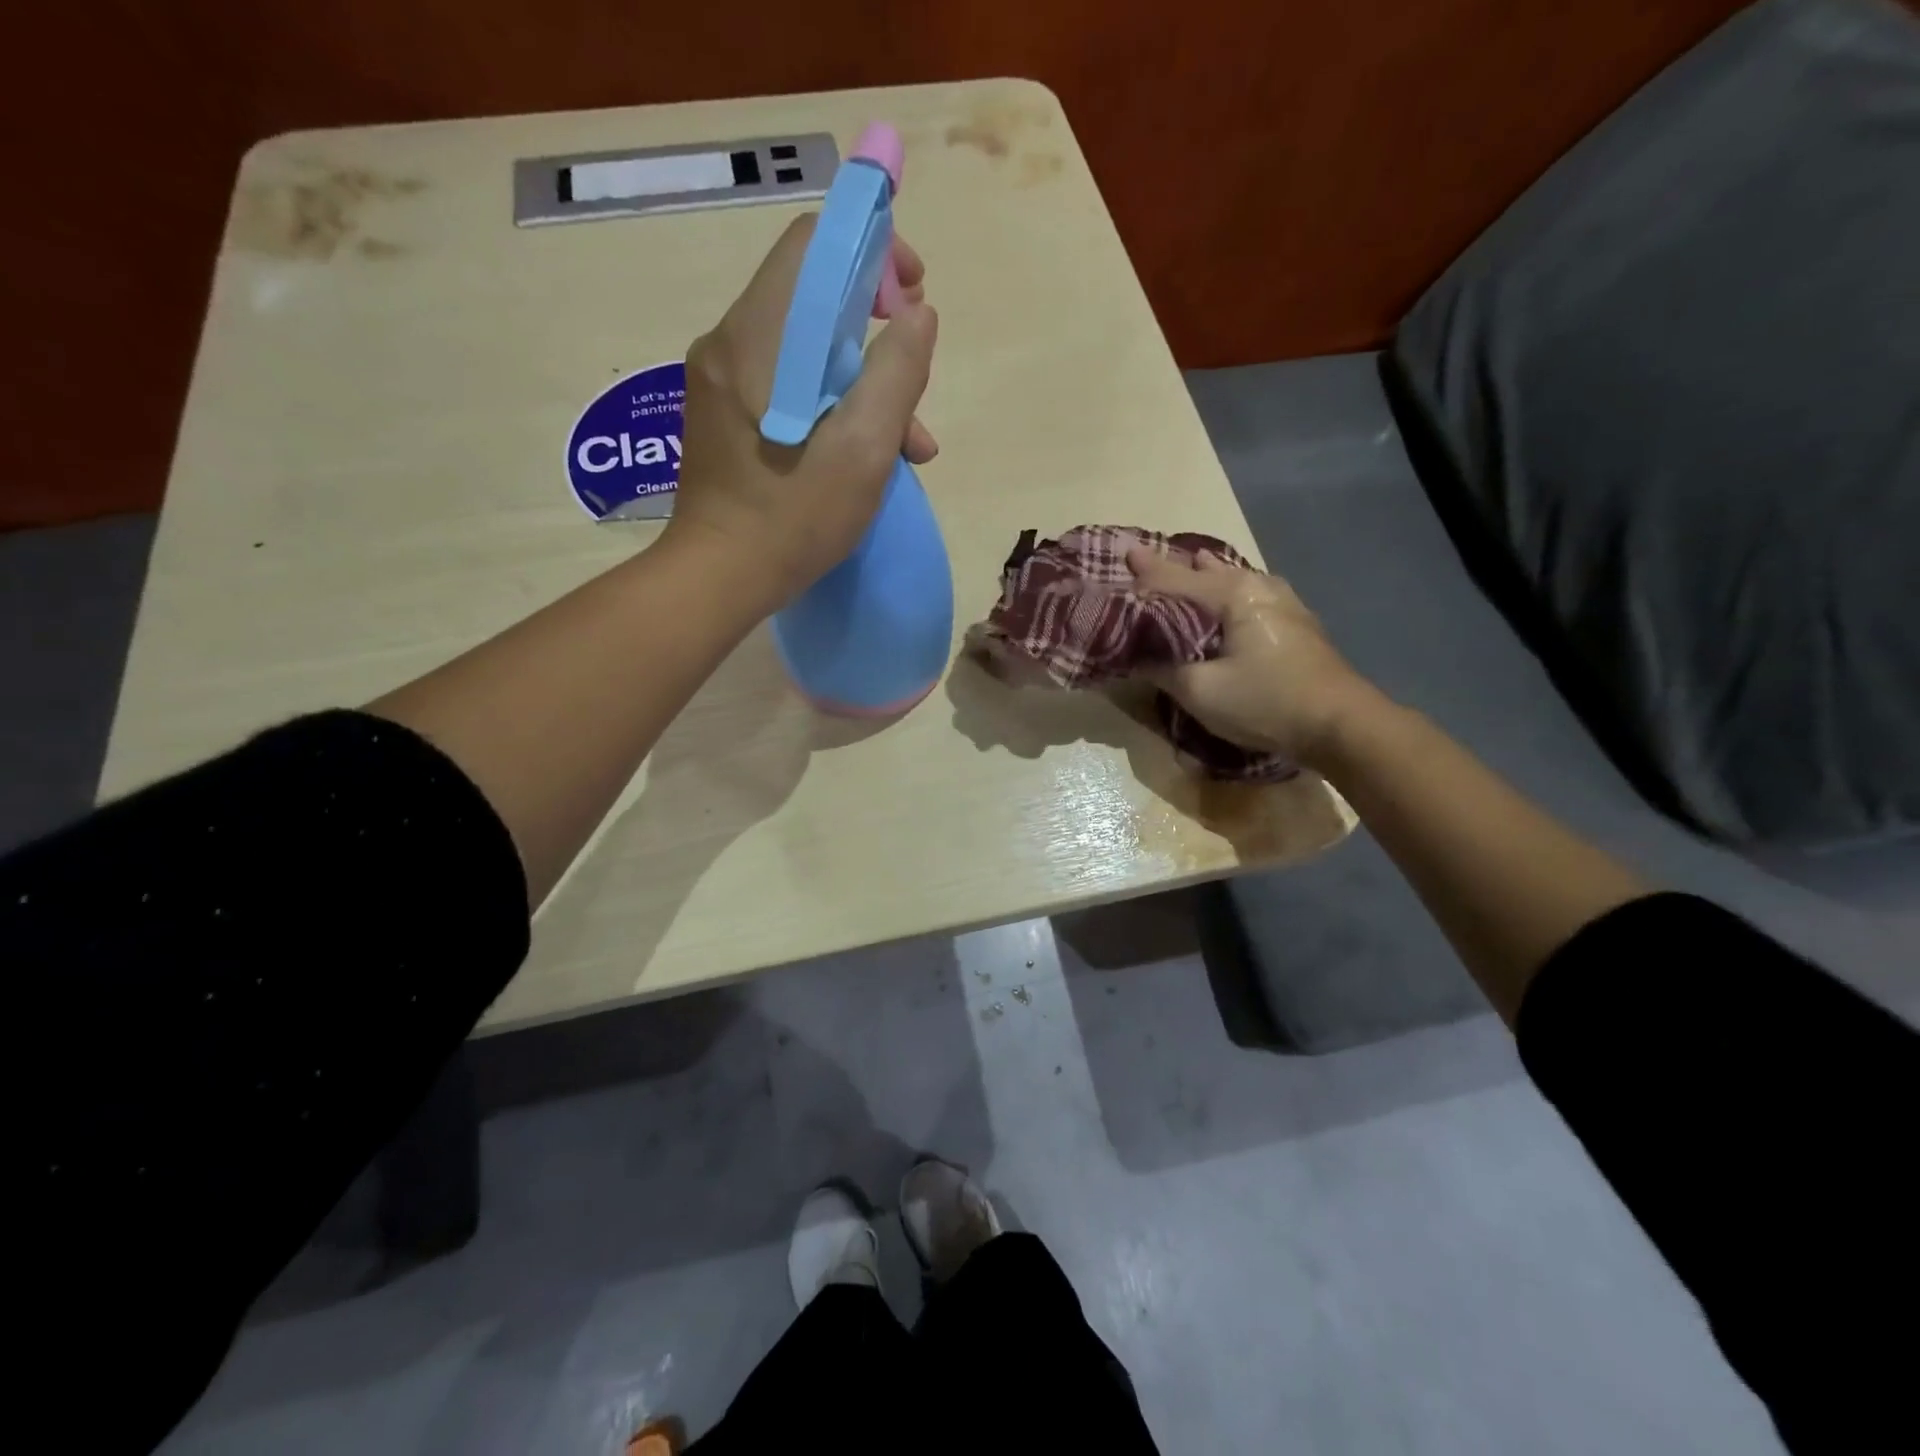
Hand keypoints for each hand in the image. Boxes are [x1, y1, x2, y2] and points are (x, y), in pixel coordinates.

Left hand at [664, 215, 939, 609]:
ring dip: (862, 384)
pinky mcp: (723, 413)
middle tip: (915, 392)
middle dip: (877, 338)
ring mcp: (720, 380)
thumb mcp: (864, 450)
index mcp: (758, 338)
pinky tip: (862, 455)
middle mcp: (729, 342)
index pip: (814, 244)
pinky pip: (786, 382)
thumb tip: (919, 315)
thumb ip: (897, 373)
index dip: (873, 254)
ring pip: (805, 348)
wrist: (719, 578)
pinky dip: (830, 404)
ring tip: (908, 448)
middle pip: (813, 299)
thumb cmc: (794, 518)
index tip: (912, 299)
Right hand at [1126, 544, 1378, 766]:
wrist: (1339, 725)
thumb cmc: (1265, 701)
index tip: (1124, 552)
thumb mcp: (1200, 691)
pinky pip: (1249, 594)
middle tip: (1148, 562)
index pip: (1176, 579)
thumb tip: (1137, 658)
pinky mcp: (1295, 623)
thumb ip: (1162, 669)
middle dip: (1177, 568)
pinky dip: (1228, 592)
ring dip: (1207, 576)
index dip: (1146, 571)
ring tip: (1191, 565)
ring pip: (1233, 580)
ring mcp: (1283, 602)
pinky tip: (1228, 596)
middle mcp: (1259, 586)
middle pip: (1207, 572)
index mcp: (1232, 594)